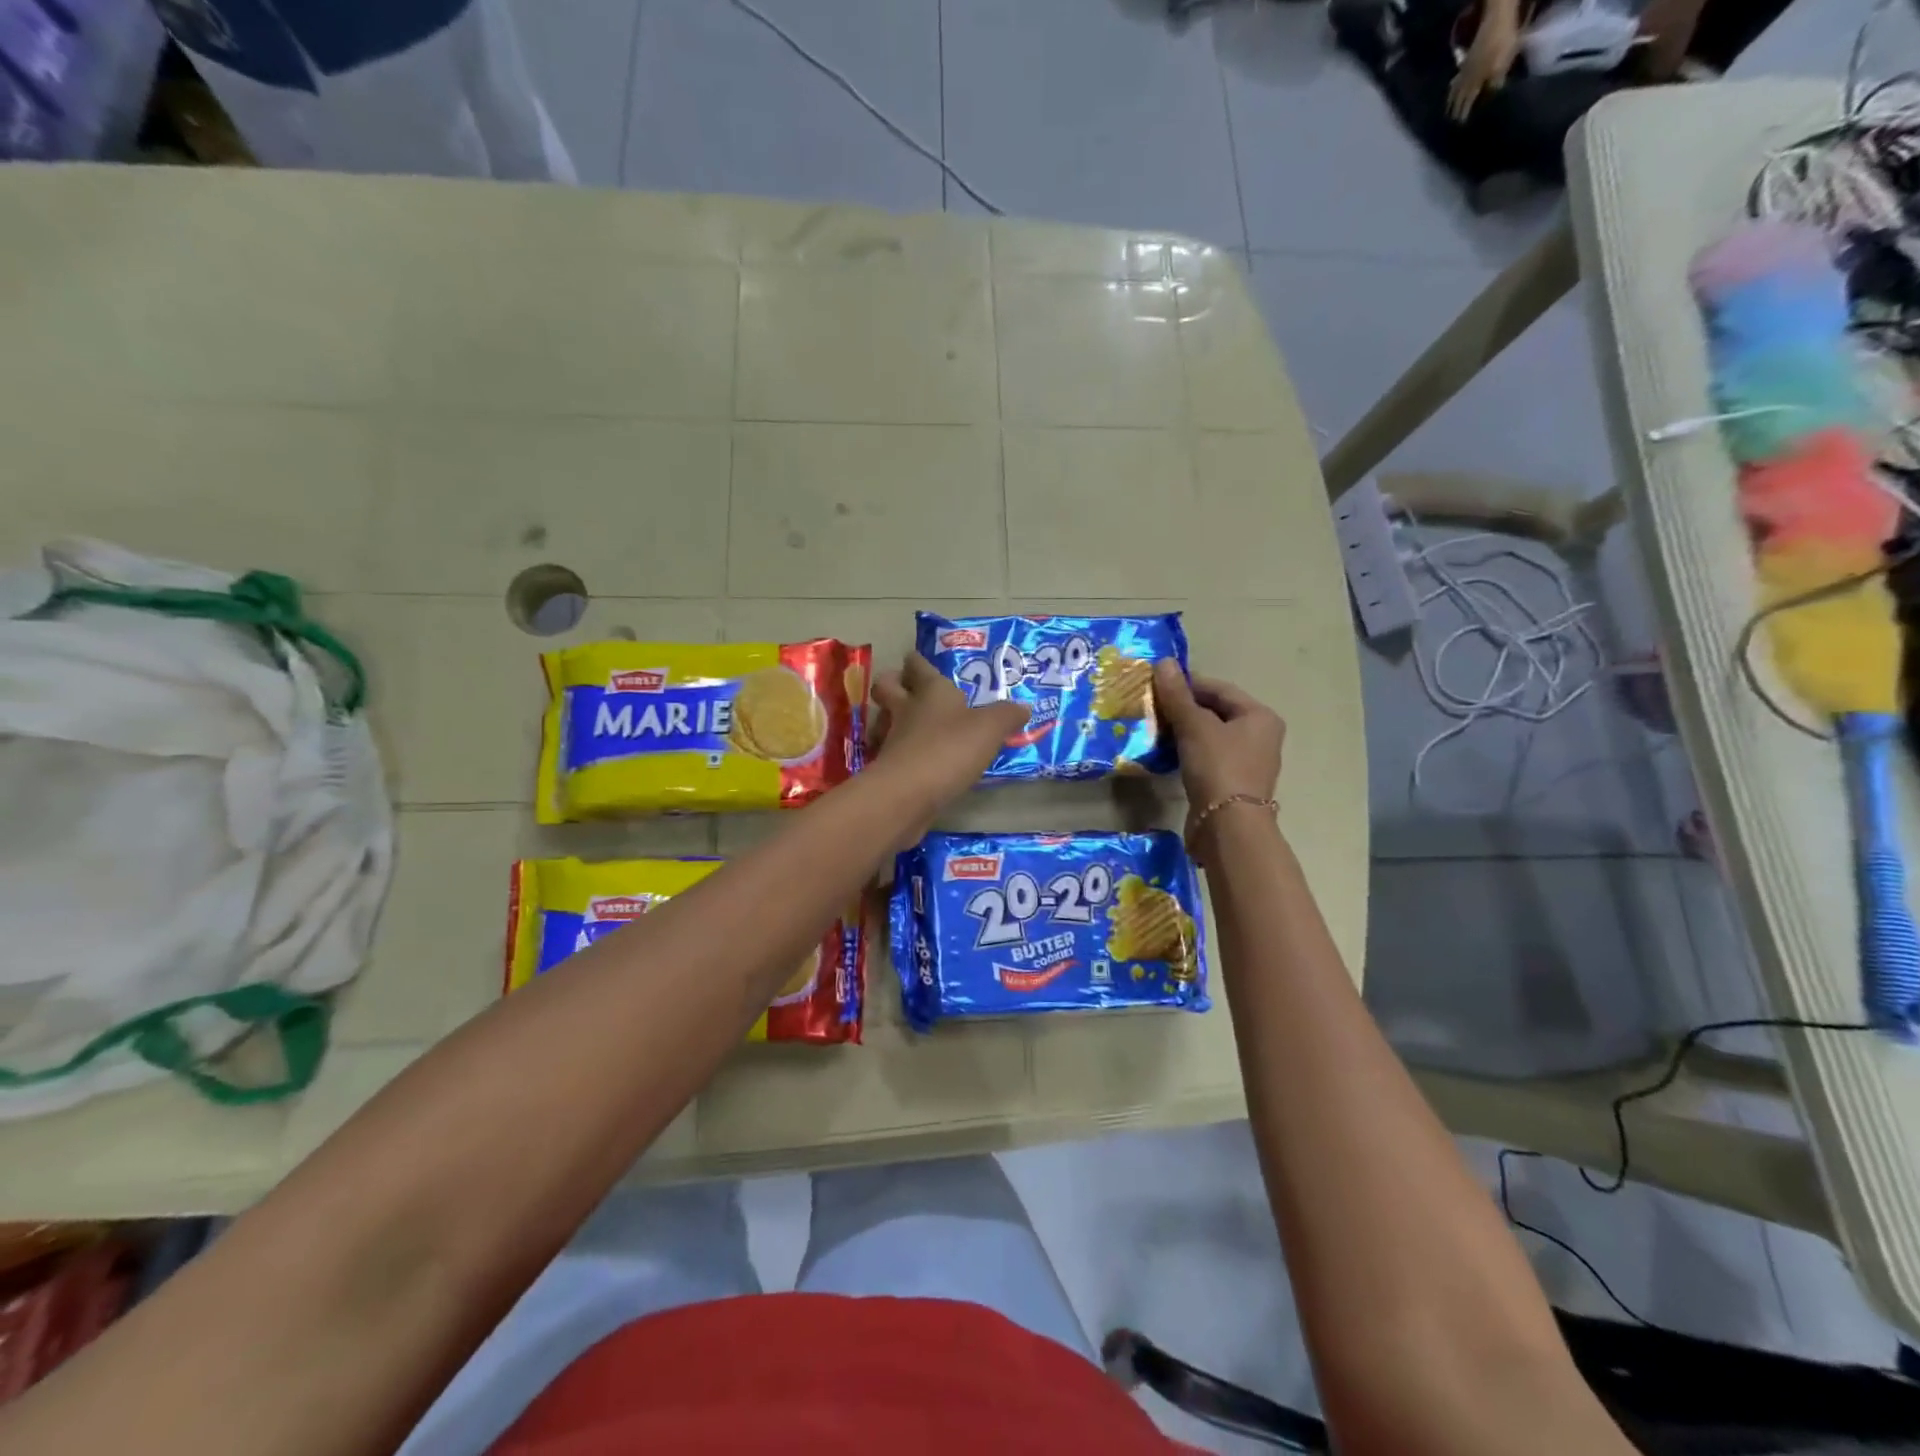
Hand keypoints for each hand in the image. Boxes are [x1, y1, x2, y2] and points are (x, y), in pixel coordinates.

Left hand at [869, 652, 1028, 829]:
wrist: (908, 794)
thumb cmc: (949, 749)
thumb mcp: (990, 729)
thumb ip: (1006, 716)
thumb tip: (1023, 707)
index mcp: (931, 691)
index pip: (918, 665)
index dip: (918, 661)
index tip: (918, 660)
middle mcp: (906, 709)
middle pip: (887, 686)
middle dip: (893, 683)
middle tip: (906, 688)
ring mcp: (891, 739)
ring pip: (883, 719)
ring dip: (890, 718)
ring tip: (910, 726)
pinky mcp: (886, 768)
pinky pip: (889, 751)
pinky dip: (897, 752)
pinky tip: (913, 760)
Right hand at [1153, 661, 1284, 856]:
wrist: (1228, 827)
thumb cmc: (1218, 767)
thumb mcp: (1194, 726)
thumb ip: (1177, 695)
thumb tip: (1164, 662)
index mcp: (1259, 716)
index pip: (1219, 689)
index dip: (1187, 684)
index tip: (1156, 686)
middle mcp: (1260, 736)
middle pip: (1215, 712)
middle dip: (1183, 709)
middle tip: (1152, 708)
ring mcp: (1247, 763)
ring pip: (1210, 736)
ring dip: (1183, 732)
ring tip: (1154, 730)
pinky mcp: (1231, 785)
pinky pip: (1207, 758)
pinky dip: (1187, 753)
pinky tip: (1166, 754)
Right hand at [1447, 10, 1518, 121]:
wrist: (1497, 18)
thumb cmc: (1502, 43)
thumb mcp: (1502, 65)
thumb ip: (1493, 85)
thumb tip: (1487, 102)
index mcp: (1474, 83)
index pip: (1466, 104)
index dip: (1463, 115)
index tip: (1458, 126)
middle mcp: (1466, 79)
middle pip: (1458, 98)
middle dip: (1454, 110)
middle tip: (1449, 122)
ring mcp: (1465, 68)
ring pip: (1455, 89)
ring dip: (1451, 100)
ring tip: (1447, 109)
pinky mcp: (1468, 58)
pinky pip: (1458, 78)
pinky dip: (1454, 85)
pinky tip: (1452, 87)